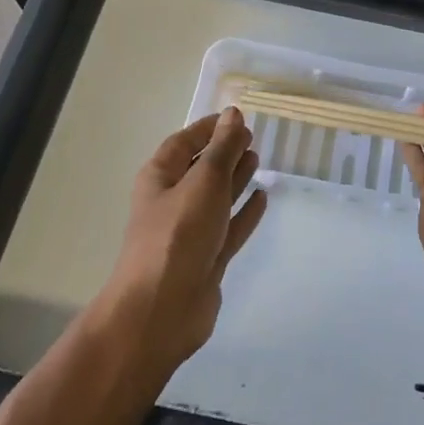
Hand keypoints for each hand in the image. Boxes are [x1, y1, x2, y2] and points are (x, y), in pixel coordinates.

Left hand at [100, 109, 268, 373]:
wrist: (162, 310)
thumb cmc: (179, 234)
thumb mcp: (204, 181)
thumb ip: (223, 148)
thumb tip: (233, 114)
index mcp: (161, 178)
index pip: (184, 142)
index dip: (208, 128)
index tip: (236, 117)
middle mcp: (173, 201)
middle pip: (201, 169)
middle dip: (224, 151)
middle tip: (252, 137)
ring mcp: (191, 233)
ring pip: (216, 197)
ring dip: (235, 178)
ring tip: (258, 159)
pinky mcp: (208, 259)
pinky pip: (230, 227)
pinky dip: (245, 212)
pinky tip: (262, 197)